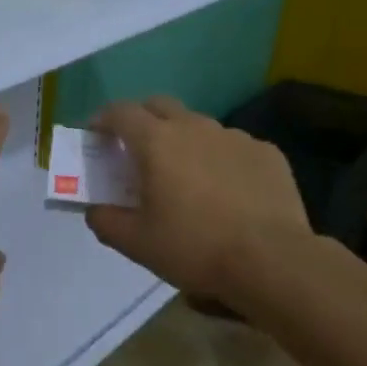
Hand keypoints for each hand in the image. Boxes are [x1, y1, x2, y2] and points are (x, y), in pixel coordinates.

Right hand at [85, 97, 311, 299]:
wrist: (271, 259)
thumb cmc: (194, 248)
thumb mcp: (137, 243)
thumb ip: (106, 221)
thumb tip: (95, 209)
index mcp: (157, 142)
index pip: (120, 113)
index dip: (102, 120)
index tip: (96, 135)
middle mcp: (195, 127)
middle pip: (159, 106)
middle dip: (141, 119)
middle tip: (135, 149)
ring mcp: (234, 136)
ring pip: (198, 126)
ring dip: (182, 140)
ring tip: (184, 175)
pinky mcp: (266, 152)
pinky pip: (232, 147)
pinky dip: (218, 159)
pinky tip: (225, 191)